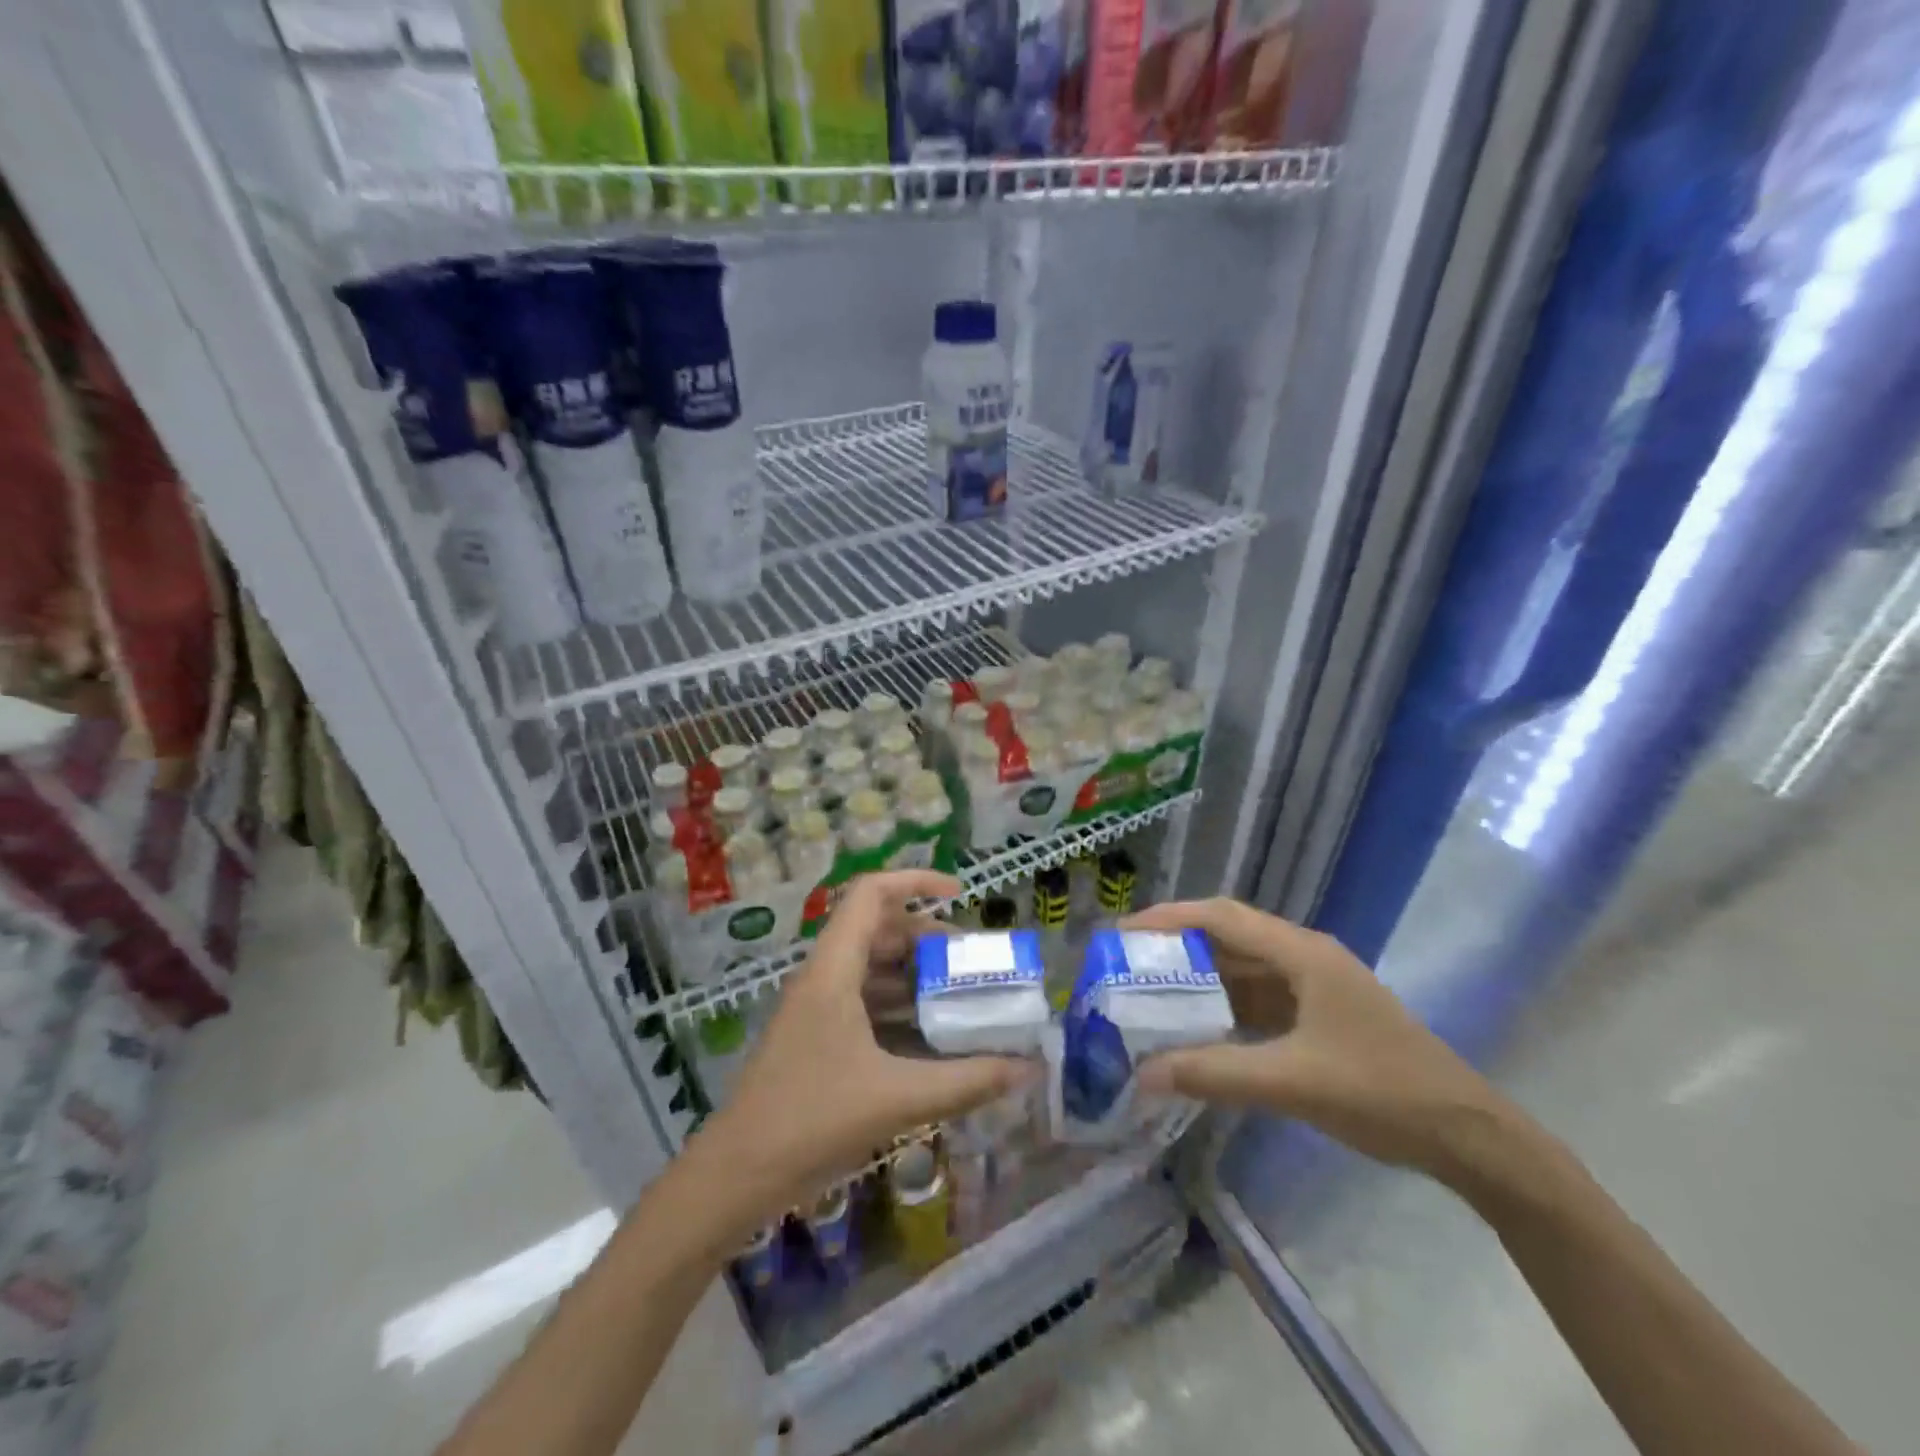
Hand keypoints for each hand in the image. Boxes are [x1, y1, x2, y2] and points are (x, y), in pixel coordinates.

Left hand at [692, 871, 1034, 1225]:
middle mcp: (823, 976)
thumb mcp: (898, 1097)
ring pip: (871, 966)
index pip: (871, 894)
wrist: (737, 1176)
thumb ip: (967, 1080)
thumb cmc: (812, 1122)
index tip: (960, 894)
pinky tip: (930, 1035)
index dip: (916, 881)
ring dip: (914, 973)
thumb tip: (1028, 1069)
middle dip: (926, 936)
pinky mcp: (816, 1035)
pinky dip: (898, 1005)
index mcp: (834, 969)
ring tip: (959, 995)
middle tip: (970, 960)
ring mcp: (816, 1006)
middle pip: (877, 929)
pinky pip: (864, 1000)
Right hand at [1125, 899, 1514, 1181]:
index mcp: (1301, 953)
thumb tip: (1143, 1074)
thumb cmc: (1381, 1092)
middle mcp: (1304, 957)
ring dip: (1199, 980)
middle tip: (1126, 965)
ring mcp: (1314, 987)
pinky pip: (1259, 1000)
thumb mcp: (1291, 1082)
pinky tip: (1196, 1029)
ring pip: (1242, 970)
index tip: (1122, 933)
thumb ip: (1214, 1073)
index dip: (1168, 918)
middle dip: (1176, 948)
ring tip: (1148, 994)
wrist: (1468, 1136)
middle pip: (1228, 937)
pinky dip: (1224, 1009)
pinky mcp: (1318, 1016)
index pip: (1221, 917)